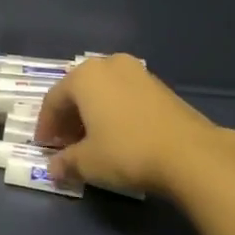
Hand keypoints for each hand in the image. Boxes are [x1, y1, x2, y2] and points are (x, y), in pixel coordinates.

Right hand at [33, 54, 234, 194]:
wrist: (190, 153)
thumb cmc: (127, 151)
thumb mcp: (88, 162)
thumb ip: (66, 162)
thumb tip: (53, 169)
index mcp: (84, 76)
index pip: (54, 100)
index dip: (46, 126)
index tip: (44, 147)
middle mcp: (109, 65)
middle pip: (79, 92)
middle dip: (69, 119)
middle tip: (66, 145)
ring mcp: (137, 72)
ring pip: (103, 92)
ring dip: (92, 115)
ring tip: (92, 142)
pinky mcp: (160, 85)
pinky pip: (124, 96)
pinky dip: (114, 112)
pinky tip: (118, 136)